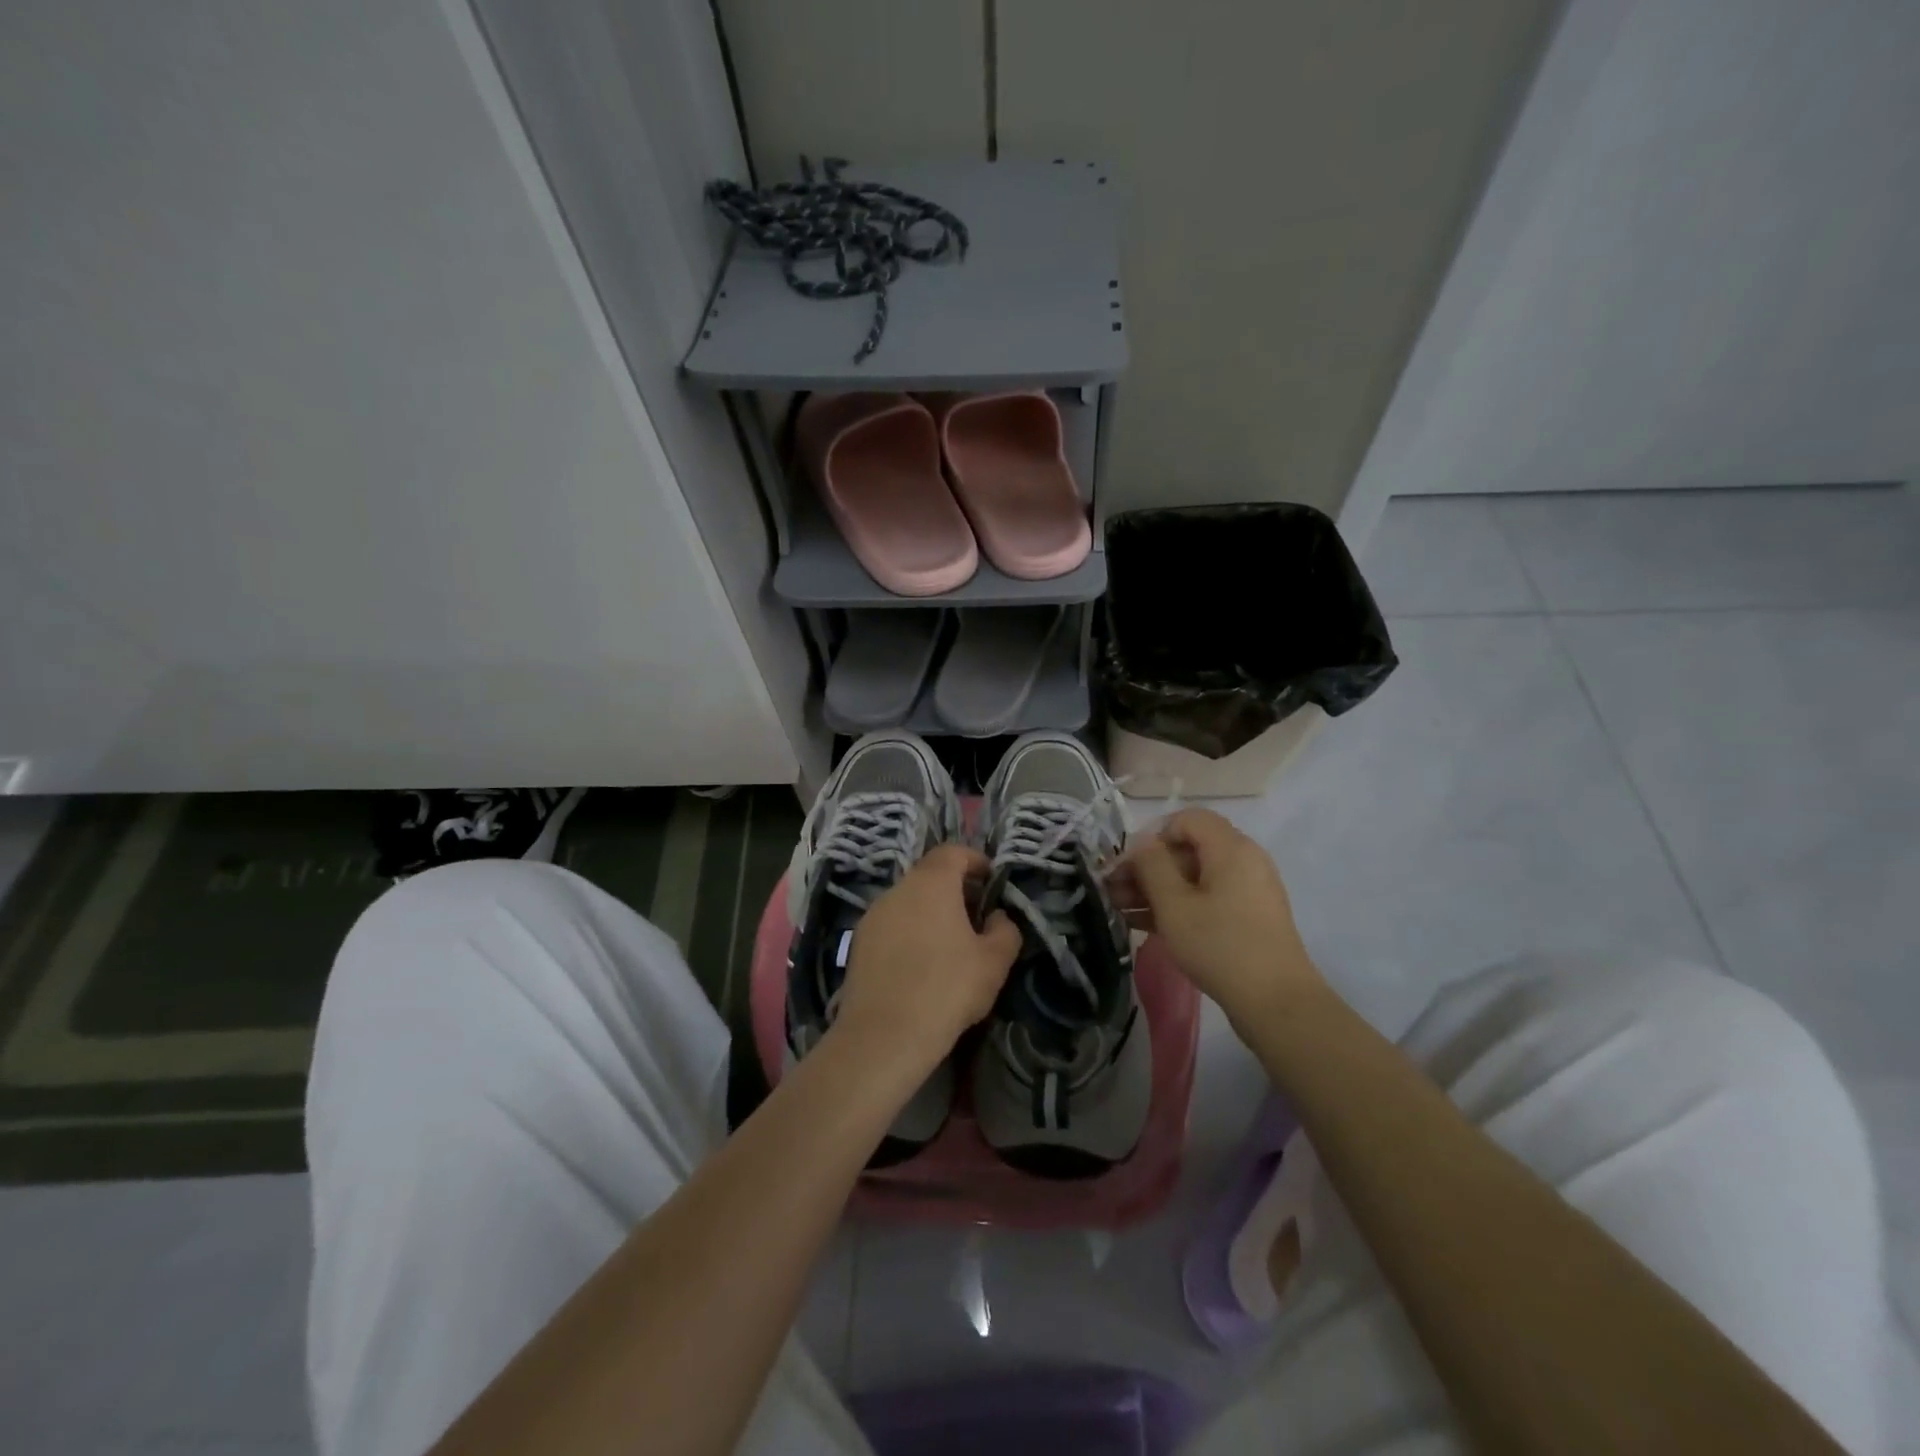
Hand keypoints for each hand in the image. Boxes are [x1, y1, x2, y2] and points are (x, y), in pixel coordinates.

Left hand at [833, 844, 1021, 1078]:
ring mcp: (872, 916)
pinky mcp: (858, 943)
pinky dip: (909, 933)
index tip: (991, 881)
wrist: (883, 1036)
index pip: (952, 852)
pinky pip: (891, 926)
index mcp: (931, 883)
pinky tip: (920, 965)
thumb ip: (1005, 930)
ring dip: (930, 913)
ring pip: (908, 902)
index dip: (975, 860)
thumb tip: (996, 917)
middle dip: (954, 889)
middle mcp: (897, 890)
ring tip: (949, 944)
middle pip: (929, 876)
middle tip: (975, 917)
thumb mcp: (994, 961)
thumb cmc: (947, 988)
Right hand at [1116, 808, 1327, 1029]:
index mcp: (1231, 848)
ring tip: (1119, 909)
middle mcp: (1243, 861)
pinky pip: (1206, 899)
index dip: (1153, 835)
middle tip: (1113, 890)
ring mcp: (1247, 891)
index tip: (1128, 864)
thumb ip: (1152, 866)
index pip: (1187, 819)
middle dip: (1148, 867)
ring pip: (1193, 878)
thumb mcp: (1174, 904)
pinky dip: (1177, 906)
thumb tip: (1142, 845)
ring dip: (1156, 889)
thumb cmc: (1220, 945)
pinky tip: (1143, 923)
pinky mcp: (1247, 918)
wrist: (1276, 1003)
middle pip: (1188, 849)